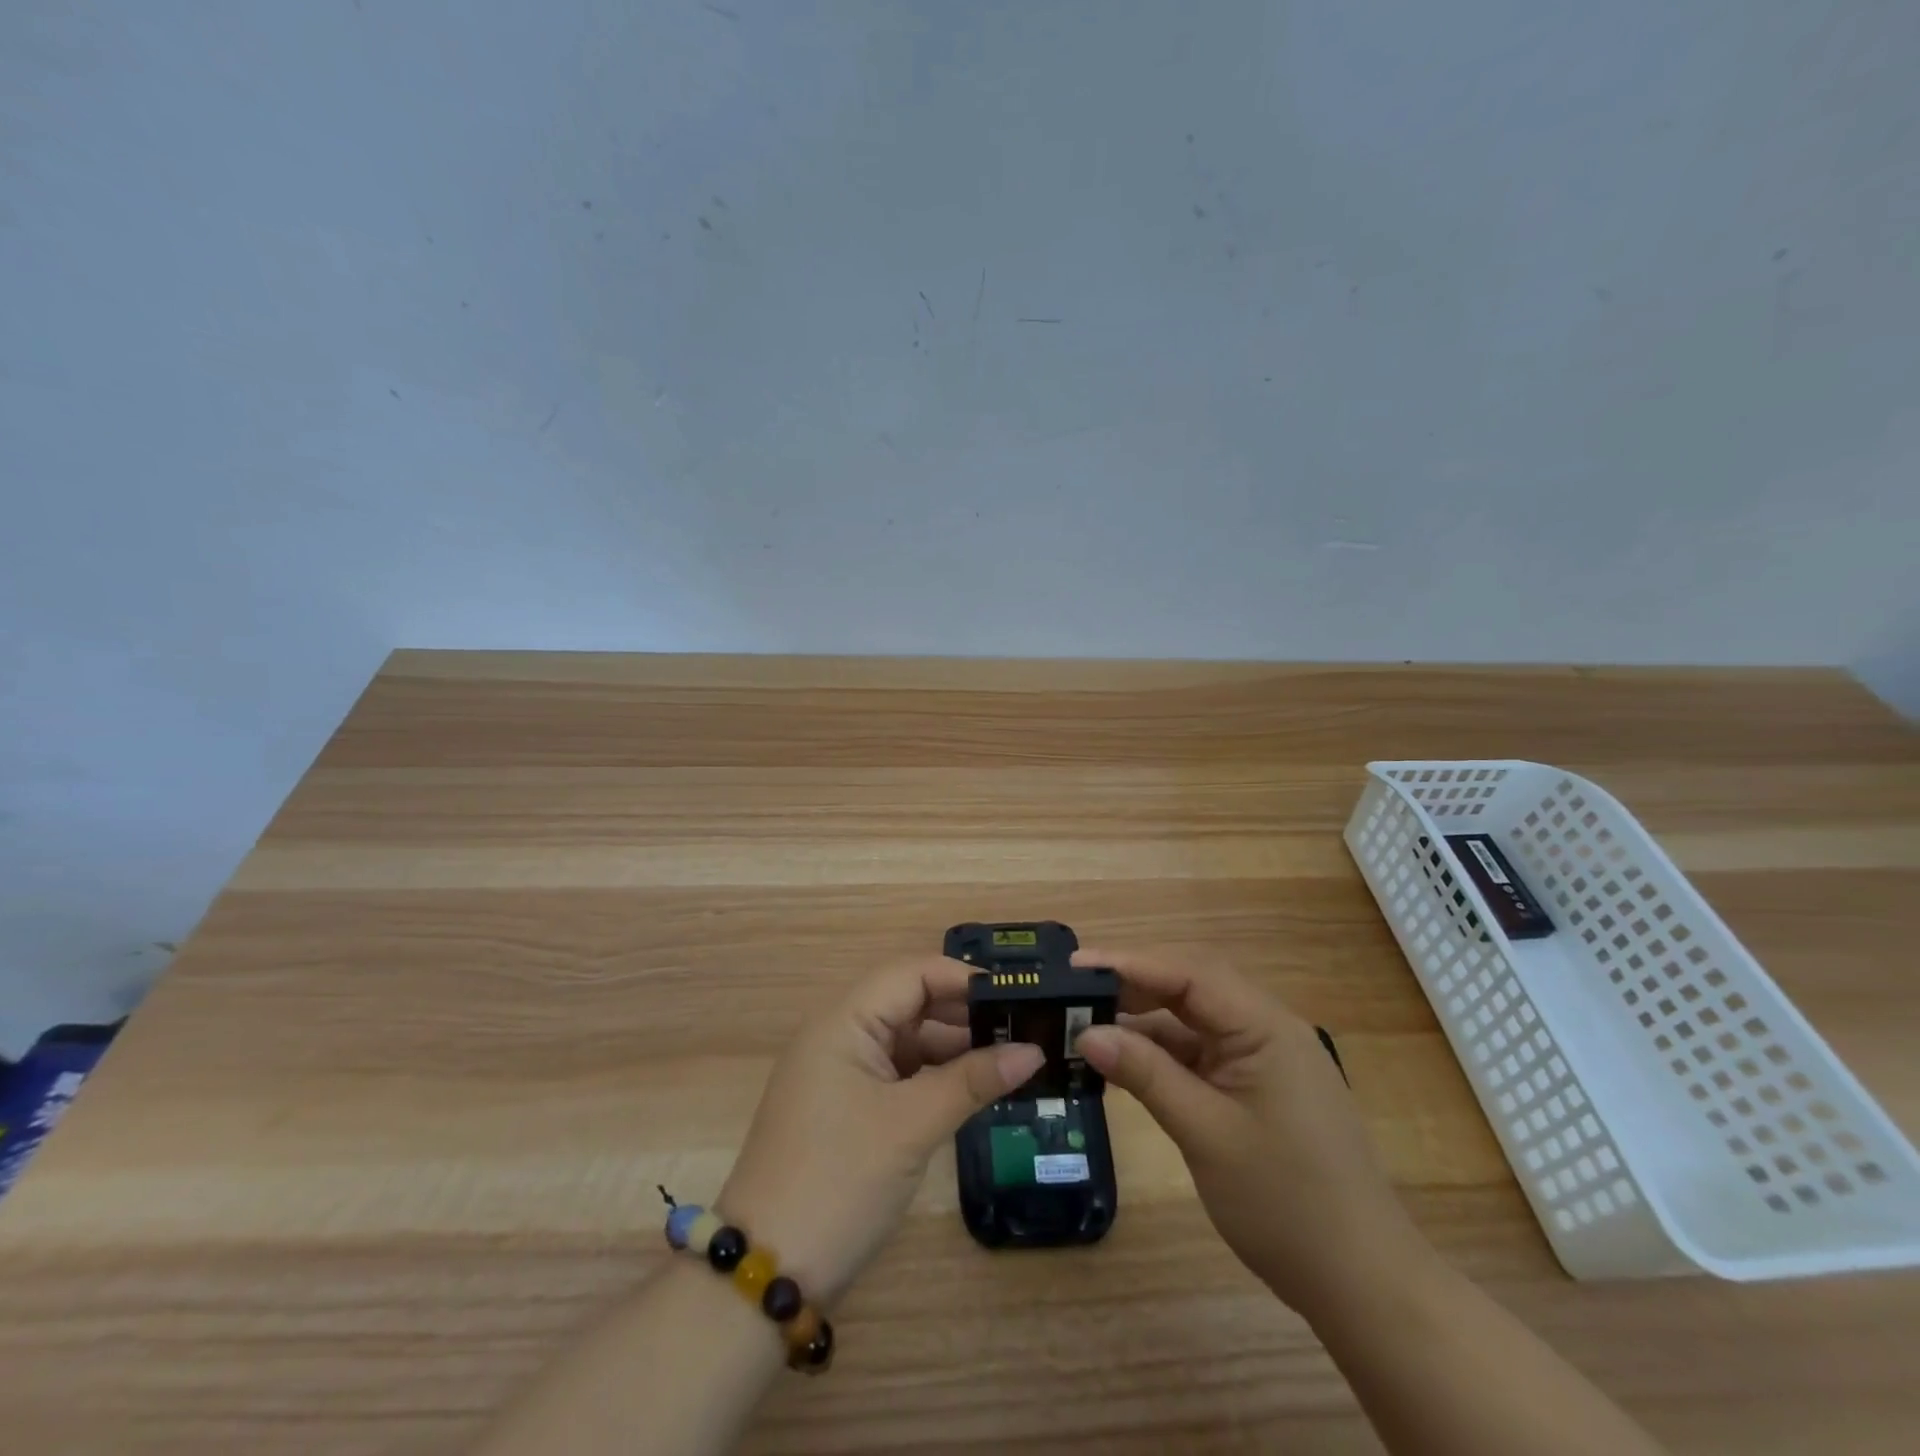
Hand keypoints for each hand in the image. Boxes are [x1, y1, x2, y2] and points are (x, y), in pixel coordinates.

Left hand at [717, 958, 1043, 1306]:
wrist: (767, 1275)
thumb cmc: (839, 1182)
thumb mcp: (911, 1126)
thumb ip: (972, 1081)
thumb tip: (1033, 1051)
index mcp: (843, 1022)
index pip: (911, 973)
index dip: (962, 978)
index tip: (1015, 995)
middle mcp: (839, 1036)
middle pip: (909, 1003)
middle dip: (963, 1013)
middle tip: (1023, 1028)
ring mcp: (840, 1074)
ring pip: (906, 1041)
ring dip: (953, 1047)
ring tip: (1011, 1058)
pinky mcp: (846, 1108)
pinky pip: (898, 1074)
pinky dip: (934, 1077)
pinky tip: (973, 1089)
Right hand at [1072, 948, 1428, 1318]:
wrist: (1363, 1284)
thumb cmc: (1287, 1204)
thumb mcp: (1206, 1134)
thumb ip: (1146, 1074)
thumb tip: (1086, 1034)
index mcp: (1265, 1026)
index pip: (1188, 972)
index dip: (1127, 962)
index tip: (1072, 965)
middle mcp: (1266, 1028)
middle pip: (1190, 986)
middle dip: (1131, 984)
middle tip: (1072, 992)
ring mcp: (1263, 1057)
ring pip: (1192, 1019)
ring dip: (1143, 1020)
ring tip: (1086, 1023)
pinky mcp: (1256, 1085)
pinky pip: (1200, 1052)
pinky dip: (1161, 1053)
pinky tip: (1125, 1063)